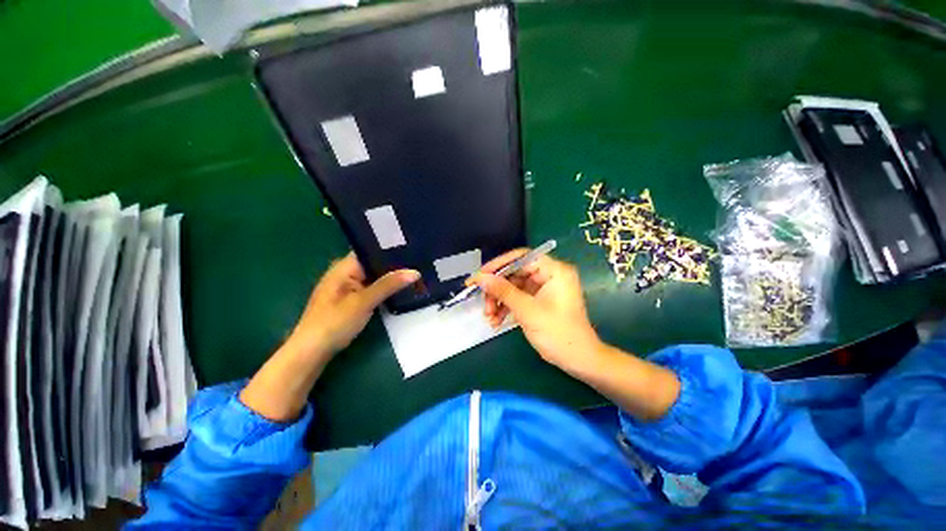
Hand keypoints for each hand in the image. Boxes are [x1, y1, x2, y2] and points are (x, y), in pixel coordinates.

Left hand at [289, 253, 419, 359]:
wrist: (312, 351)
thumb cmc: (335, 322)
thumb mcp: (364, 302)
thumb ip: (389, 285)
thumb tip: (415, 271)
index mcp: (344, 267)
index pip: (371, 250)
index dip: (391, 249)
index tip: (413, 248)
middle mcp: (345, 272)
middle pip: (374, 263)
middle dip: (395, 264)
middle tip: (419, 261)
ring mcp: (348, 286)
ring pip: (374, 276)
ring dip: (391, 277)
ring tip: (416, 272)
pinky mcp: (351, 299)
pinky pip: (372, 287)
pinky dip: (384, 288)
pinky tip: (400, 288)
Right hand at [470, 250, 602, 373]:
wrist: (578, 360)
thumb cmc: (557, 333)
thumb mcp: (527, 310)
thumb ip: (502, 291)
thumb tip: (480, 277)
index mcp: (554, 270)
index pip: (522, 257)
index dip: (499, 265)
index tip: (480, 275)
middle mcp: (549, 275)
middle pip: (515, 273)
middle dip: (497, 289)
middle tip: (483, 303)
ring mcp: (544, 288)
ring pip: (513, 287)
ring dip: (499, 301)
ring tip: (489, 317)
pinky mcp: (539, 301)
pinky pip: (518, 298)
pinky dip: (506, 307)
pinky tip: (496, 321)